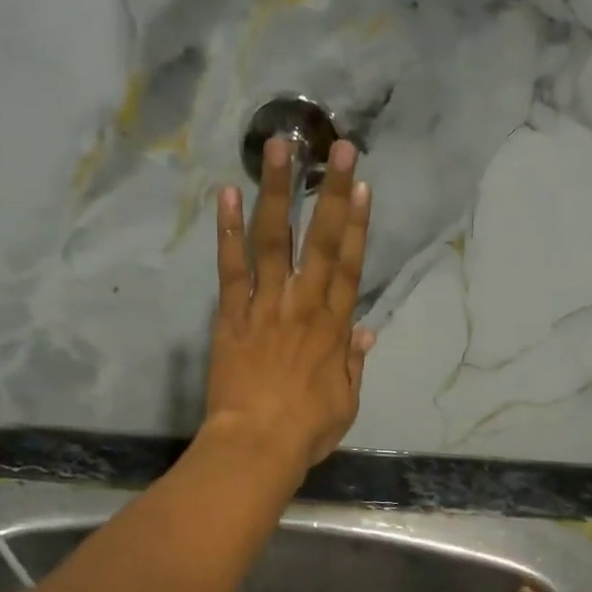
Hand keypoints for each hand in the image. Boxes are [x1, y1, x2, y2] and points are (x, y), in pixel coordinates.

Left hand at [204, 136, 374, 469]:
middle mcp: (303, 306)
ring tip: (277, 149)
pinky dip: (228, 232)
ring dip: (277, 192)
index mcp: (334, 329)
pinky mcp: (231, 317)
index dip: (357, 224)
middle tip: (335, 146)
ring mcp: (265, 307)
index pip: (349, 266)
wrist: (258, 445)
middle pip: (320, 241)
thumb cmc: (306, 432)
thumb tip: (365, 334)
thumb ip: (353, 365)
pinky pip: (230, 268)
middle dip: (329, 192)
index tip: (360, 185)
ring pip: (273, 241)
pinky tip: (226, 195)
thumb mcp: (346, 403)